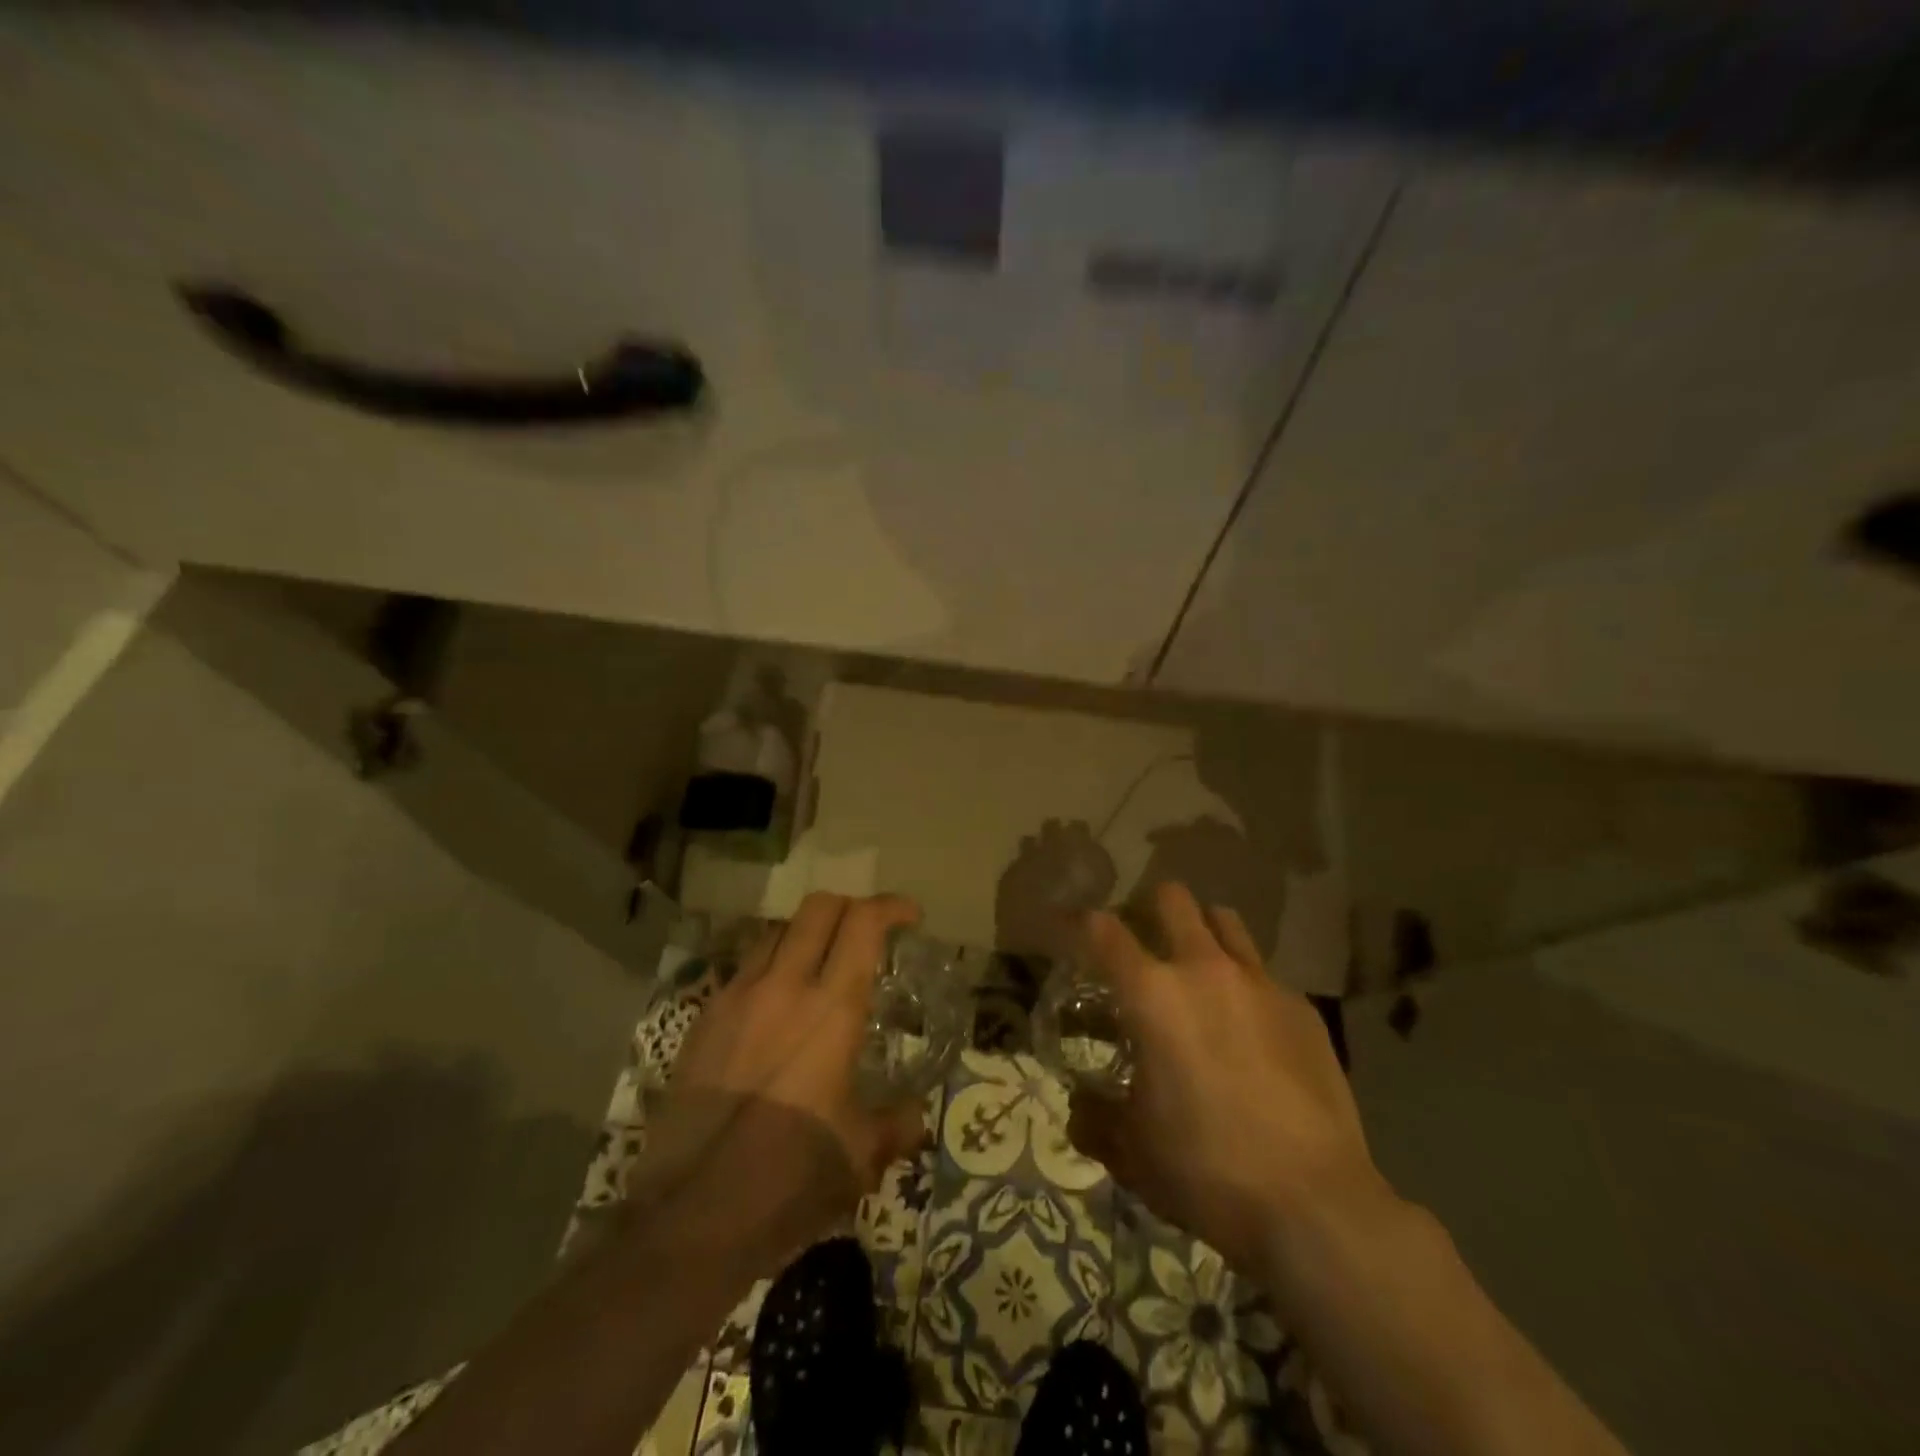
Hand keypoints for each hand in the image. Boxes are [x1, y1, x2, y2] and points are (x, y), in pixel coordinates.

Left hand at [641, 893, 928, 1271]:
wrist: (690, 1216)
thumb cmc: (790, 1179)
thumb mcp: (860, 1157)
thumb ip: (897, 1125)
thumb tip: (917, 1114)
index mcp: (831, 1009)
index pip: (863, 923)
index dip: (891, 906)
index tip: (910, 917)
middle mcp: (783, 987)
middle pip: (817, 908)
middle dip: (850, 906)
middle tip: (867, 931)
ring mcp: (736, 999)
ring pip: (776, 932)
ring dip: (807, 933)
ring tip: (820, 963)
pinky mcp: (703, 1021)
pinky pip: (743, 970)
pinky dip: (771, 967)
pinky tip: (775, 1007)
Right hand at [1068, 881, 1389, 1280]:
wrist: (1314, 1203)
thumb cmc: (1205, 1168)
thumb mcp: (1132, 1152)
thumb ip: (1095, 1119)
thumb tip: (1079, 1107)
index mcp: (1152, 994)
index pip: (1102, 931)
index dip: (1078, 921)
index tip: (1068, 926)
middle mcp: (1204, 970)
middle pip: (1172, 899)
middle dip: (1149, 908)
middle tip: (1142, 941)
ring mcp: (1260, 983)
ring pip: (1225, 921)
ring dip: (1202, 931)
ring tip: (1197, 969)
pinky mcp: (1303, 1009)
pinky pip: (1264, 974)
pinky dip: (1245, 984)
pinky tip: (1250, 1029)